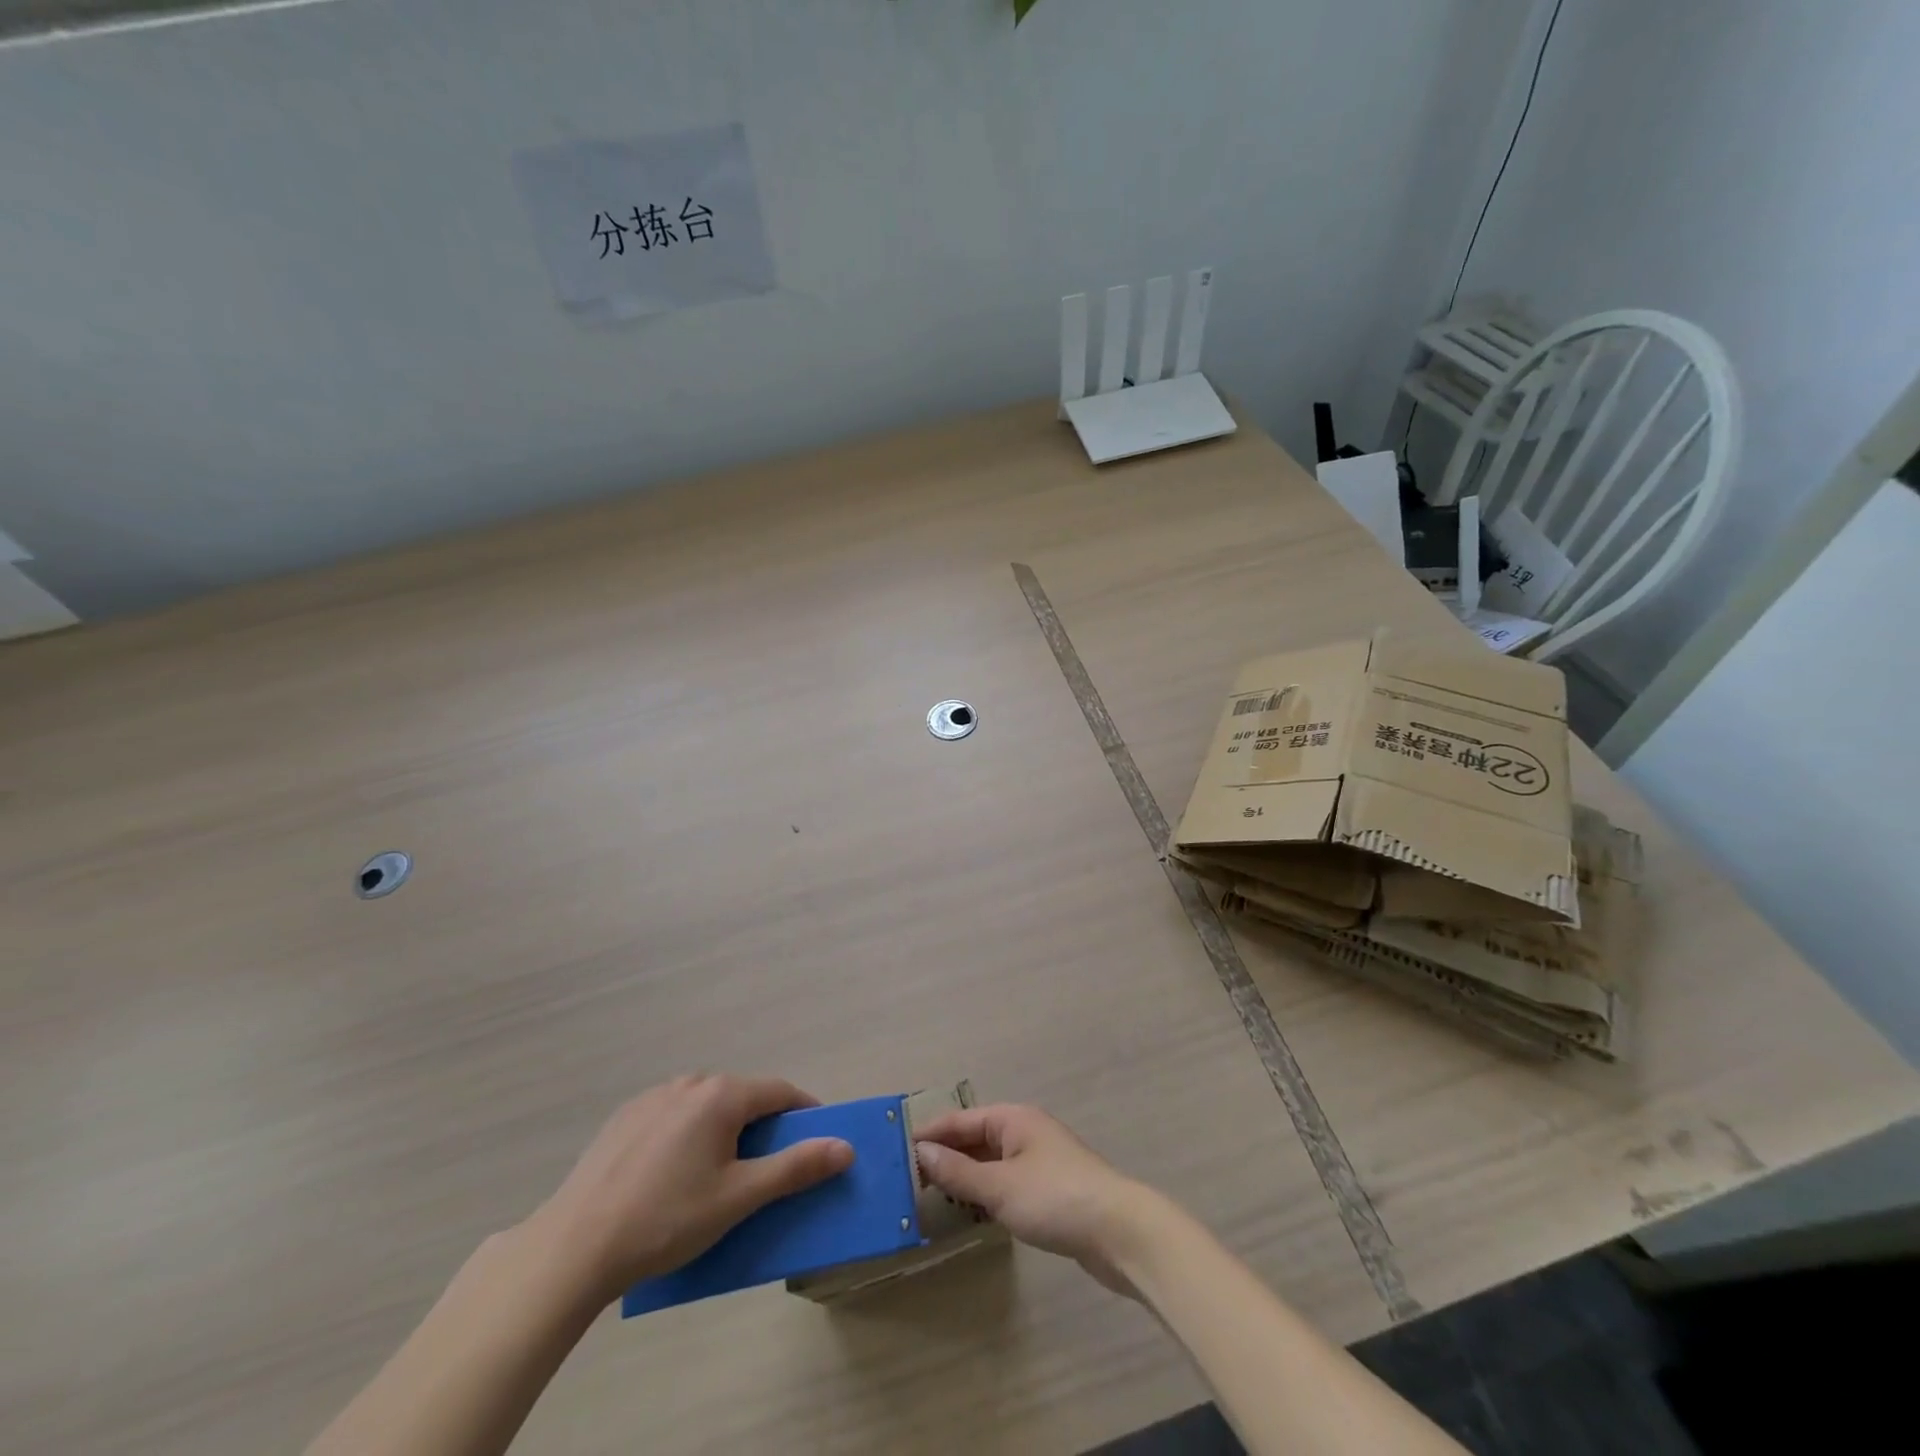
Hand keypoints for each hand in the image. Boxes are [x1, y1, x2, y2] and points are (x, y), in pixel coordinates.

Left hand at [527, 1074, 853, 1307]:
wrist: (575, 1246)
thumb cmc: (667, 1219)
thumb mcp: (739, 1198)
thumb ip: (795, 1168)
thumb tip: (845, 1147)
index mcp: (722, 1094)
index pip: (781, 1092)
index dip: (804, 1116)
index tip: (816, 1144)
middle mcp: (690, 1082)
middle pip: (743, 1097)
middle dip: (762, 1127)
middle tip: (765, 1172)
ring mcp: (653, 1096)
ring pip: (707, 1107)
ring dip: (724, 1131)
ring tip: (718, 1179)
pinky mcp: (625, 1117)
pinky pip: (674, 1117)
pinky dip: (689, 1136)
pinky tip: (673, 1177)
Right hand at [913, 1104, 1158, 1296]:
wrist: (1119, 1232)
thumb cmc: (1055, 1198)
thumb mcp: (1000, 1186)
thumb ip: (958, 1172)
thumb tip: (921, 1151)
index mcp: (1014, 1119)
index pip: (962, 1120)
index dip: (931, 1132)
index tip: (898, 1147)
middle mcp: (1025, 1132)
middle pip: (977, 1139)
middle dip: (946, 1156)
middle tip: (908, 1178)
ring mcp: (1039, 1162)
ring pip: (991, 1164)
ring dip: (964, 1179)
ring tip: (929, 1198)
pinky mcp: (1049, 1191)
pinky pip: (1005, 1184)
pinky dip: (985, 1195)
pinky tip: (969, 1215)